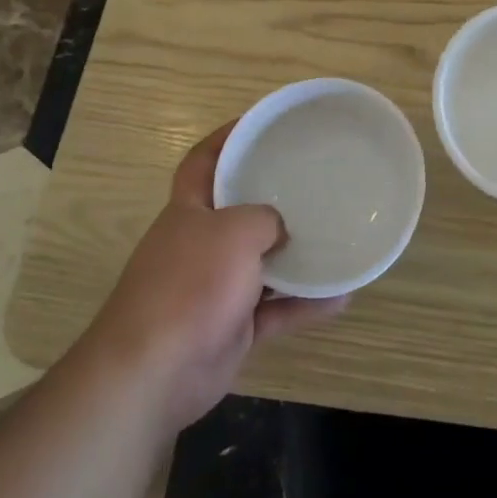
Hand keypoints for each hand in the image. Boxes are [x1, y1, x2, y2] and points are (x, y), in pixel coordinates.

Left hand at [88, 123, 347, 427]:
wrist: (154, 373)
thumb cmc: (190, 284)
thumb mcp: (234, 232)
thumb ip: (264, 219)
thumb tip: (279, 230)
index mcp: (188, 212)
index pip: (203, 163)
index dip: (225, 139)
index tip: (260, 125)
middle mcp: (199, 245)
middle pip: (237, 213)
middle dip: (271, 199)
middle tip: (313, 182)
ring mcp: (215, 289)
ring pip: (262, 264)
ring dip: (296, 258)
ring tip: (337, 238)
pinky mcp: (231, 327)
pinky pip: (276, 310)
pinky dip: (305, 305)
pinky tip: (342, 296)